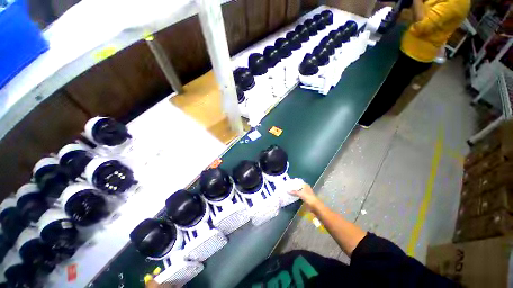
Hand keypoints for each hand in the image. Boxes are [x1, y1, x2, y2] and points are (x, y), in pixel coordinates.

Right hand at [289, 183, 320, 210]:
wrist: (315, 206)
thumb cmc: (309, 197)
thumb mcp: (301, 194)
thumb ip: (294, 192)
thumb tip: (287, 190)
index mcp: (306, 185)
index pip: (299, 182)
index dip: (295, 182)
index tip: (289, 182)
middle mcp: (306, 188)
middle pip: (299, 186)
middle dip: (294, 187)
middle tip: (288, 187)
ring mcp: (306, 193)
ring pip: (299, 191)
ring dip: (295, 191)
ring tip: (289, 191)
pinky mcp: (306, 198)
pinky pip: (300, 195)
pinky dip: (297, 195)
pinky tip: (293, 196)